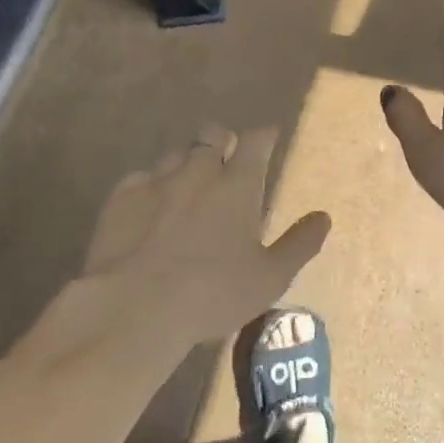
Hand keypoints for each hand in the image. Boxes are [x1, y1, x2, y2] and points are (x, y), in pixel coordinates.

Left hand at [29, 127, 330, 367]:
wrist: (134, 307)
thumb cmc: (213, 293)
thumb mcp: (270, 277)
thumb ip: (299, 244)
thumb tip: (323, 217)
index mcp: (238, 185)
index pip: (256, 142)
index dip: (264, 136)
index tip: (269, 137)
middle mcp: (198, 172)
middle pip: (212, 135)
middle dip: (222, 139)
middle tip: (227, 157)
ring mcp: (155, 182)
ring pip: (176, 153)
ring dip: (188, 161)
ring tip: (190, 182)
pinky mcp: (120, 199)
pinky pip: (141, 177)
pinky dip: (153, 184)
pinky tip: (152, 203)